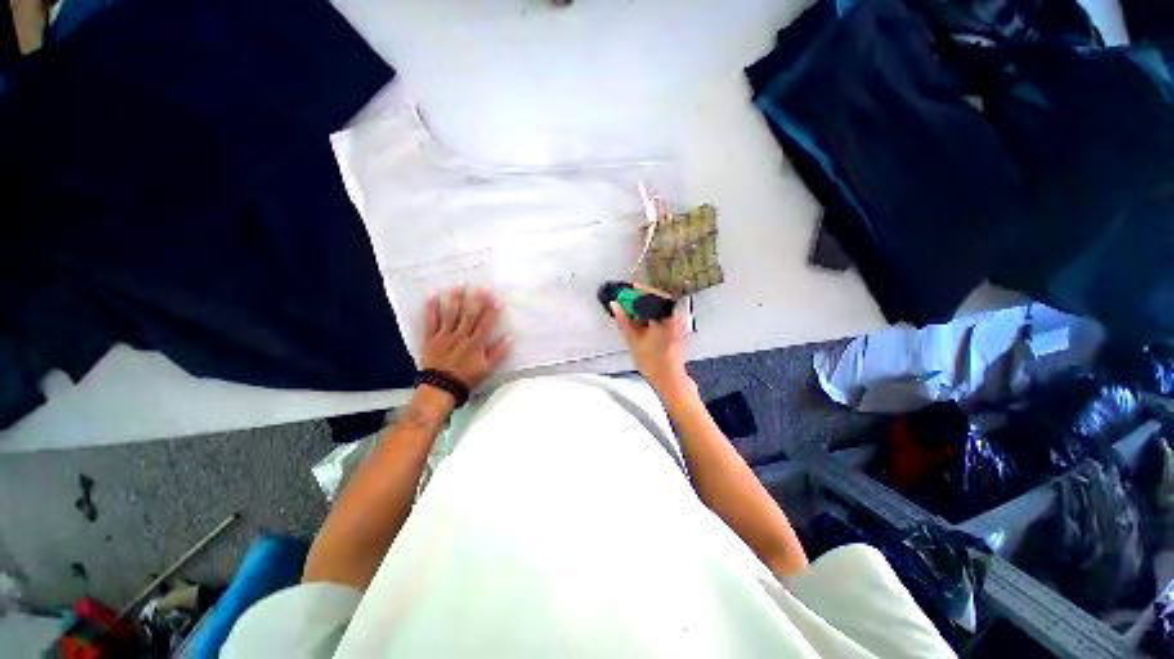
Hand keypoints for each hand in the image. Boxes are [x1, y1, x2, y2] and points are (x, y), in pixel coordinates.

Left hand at [422, 286, 510, 390]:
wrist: (440, 388)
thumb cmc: (466, 378)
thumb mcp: (487, 369)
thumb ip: (498, 354)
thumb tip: (509, 338)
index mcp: (475, 344)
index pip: (485, 325)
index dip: (492, 312)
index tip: (498, 299)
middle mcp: (460, 336)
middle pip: (470, 316)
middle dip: (477, 300)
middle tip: (482, 286)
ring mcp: (444, 336)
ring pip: (451, 315)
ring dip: (455, 299)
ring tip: (459, 284)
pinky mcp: (431, 338)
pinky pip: (430, 321)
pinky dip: (431, 308)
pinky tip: (432, 294)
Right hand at [611, 297, 693, 396]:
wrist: (670, 380)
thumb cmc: (652, 362)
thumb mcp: (634, 340)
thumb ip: (624, 321)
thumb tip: (615, 304)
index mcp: (667, 317)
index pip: (652, 295)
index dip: (638, 290)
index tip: (626, 288)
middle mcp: (676, 316)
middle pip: (658, 298)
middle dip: (642, 297)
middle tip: (627, 299)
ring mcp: (679, 323)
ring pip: (661, 306)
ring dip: (647, 305)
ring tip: (632, 309)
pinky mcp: (678, 329)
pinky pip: (664, 314)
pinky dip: (652, 313)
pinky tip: (642, 320)